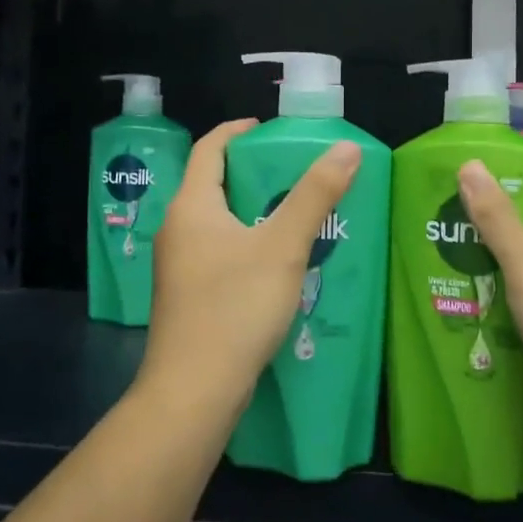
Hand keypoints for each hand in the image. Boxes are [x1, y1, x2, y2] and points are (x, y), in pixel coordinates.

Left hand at [140, 119, 361, 414]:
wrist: (193, 392)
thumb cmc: (235, 307)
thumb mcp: (283, 246)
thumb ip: (315, 195)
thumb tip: (345, 148)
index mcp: (191, 207)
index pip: (210, 149)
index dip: (237, 132)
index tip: (269, 129)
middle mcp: (177, 230)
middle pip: (213, 184)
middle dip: (253, 174)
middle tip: (295, 173)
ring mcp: (178, 266)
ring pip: (217, 222)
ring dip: (252, 212)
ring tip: (294, 215)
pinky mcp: (186, 296)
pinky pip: (218, 253)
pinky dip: (246, 244)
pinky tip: (277, 263)